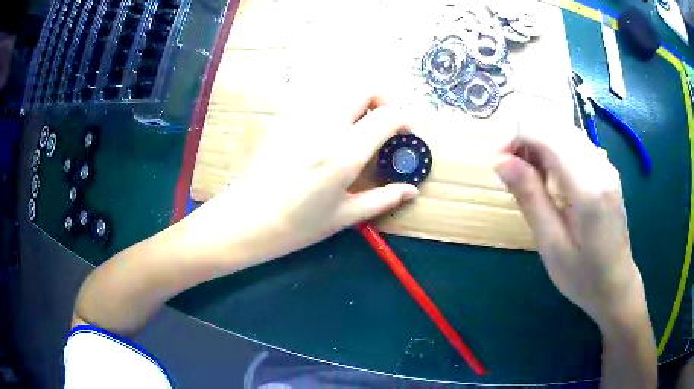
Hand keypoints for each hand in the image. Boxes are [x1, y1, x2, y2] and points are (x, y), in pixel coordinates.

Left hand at [190, 95, 418, 267]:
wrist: (247, 219)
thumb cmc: (298, 225)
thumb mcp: (345, 217)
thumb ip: (383, 199)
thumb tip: (412, 191)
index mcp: (345, 152)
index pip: (387, 117)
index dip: (404, 119)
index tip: (406, 131)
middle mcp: (326, 126)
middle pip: (363, 90)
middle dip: (381, 101)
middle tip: (382, 123)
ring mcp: (302, 119)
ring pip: (339, 93)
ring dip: (355, 104)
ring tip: (356, 129)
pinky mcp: (284, 120)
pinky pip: (315, 103)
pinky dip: (332, 109)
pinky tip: (326, 134)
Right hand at [493, 127, 643, 326]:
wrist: (617, 286)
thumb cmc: (583, 277)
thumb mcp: (551, 245)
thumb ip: (530, 198)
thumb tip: (501, 161)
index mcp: (588, 188)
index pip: (547, 137)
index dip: (517, 139)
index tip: (498, 163)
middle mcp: (600, 167)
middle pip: (556, 128)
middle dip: (527, 140)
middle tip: (511, 172)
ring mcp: (607, 166)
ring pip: (565, 132)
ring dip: (540, 145)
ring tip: (529, 177)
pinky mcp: (607, 170)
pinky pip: (576, 145)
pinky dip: (555, 151)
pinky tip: (550, 179)